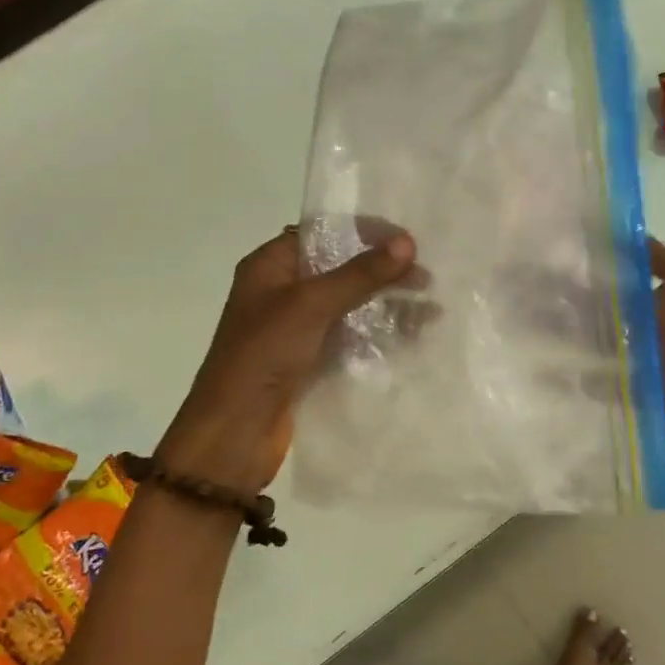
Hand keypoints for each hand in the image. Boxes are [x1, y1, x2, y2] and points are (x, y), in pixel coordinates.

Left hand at [155, 227, 416, 495]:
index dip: (364, 232)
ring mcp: (295, 328)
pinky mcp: (309, 360)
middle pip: (340, 268)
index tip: (407, 239)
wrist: (234, 432)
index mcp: (269, 266)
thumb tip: (407, 242)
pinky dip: (378, 333)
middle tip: (426, 276)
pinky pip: (350, 336)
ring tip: (430, 307)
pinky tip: (413, 335)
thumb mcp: (311, 305)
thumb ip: (360, 274)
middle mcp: (281, 291)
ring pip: (349, 304)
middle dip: (382, 270)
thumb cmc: (264, 355)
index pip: (323, 232)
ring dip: (386, 302)